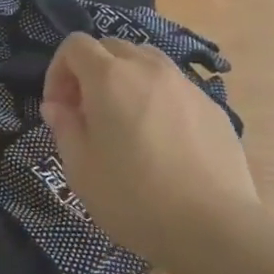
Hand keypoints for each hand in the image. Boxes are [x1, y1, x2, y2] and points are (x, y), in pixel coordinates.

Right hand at [40, 35, 257, 268]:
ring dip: (126, 80)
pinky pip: (175, 88)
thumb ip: (64, 127)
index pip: (75, 45)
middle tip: (87, 113)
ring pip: (147, 62)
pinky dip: (157, 99)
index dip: (58, 71)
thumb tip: (58, 106)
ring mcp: (186, 85)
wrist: (215, 227)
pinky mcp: (213, 107)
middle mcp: (149, 68)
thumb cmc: (134, 198)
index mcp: (110, 77)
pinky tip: (162, 142)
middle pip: (112, 47)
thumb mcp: (80, 168)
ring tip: (125, 122)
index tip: (59, 108)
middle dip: (91, 71)